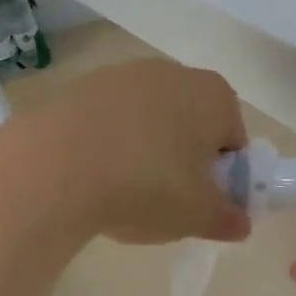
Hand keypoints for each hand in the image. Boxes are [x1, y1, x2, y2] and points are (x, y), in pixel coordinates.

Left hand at [26, 59, 250, 245]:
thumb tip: (240, 223)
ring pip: (146, 121)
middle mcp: (171, 73)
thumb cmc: (146, 186)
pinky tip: (90, 177)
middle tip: (165, 200)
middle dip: (183, 159)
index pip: (233, 138)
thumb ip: (227, 218)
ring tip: (121, 192)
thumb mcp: (198, 215)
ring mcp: (121, 75)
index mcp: (213, 95)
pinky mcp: (79, 87)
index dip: (223, 176)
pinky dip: (107, 145)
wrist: (54, 167)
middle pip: (189, 124)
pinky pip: (107, 122)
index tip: (202, 203)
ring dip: (143, 151)